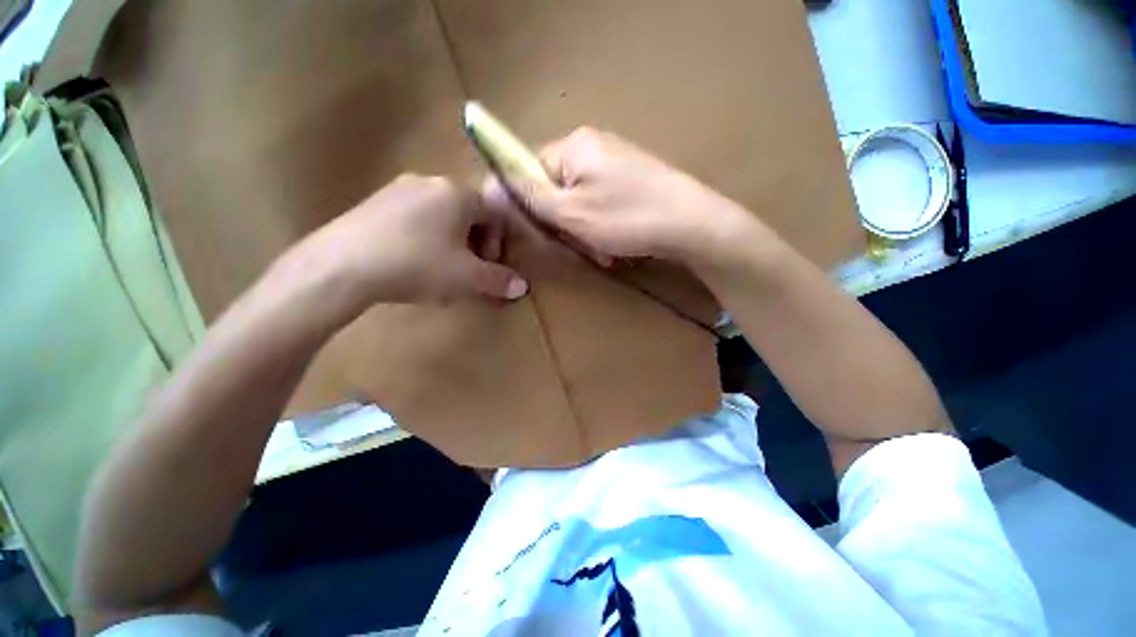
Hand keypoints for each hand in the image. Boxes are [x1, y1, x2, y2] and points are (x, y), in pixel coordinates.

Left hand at [288, 174, 528, 304]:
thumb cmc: (417, 264)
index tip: (490, 268)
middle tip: (469, 272)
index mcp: (457, 193)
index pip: (494, 214)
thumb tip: (523, 287)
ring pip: (441, 217)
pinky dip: (427, 240)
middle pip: (468, 214)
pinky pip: (415, 219)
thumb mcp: (466, 277)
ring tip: (443, 272)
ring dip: (452, 244)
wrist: (341, 266)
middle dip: (476, 245)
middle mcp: (430, 182)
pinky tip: (415, 263)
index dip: (498, 244)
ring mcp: (398, 189)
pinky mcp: (375, 202)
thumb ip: (499, 280)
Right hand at [484, 127, 755, 267]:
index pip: (530, 168)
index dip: (529, 203)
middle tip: (579, 244)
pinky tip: (615, 245)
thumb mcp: (570, 213)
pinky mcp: (633, 178)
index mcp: (574, 145)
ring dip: (584, 230)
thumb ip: (530, 196)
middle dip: (563, 222)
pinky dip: (603, 226)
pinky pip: (602, 202)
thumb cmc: (626, 218)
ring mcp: (617, 161)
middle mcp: (594, 145)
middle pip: (557, 187)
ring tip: (602, 250)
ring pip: (581, 200)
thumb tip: (492, 184)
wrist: (690, 224)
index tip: (541, 230)